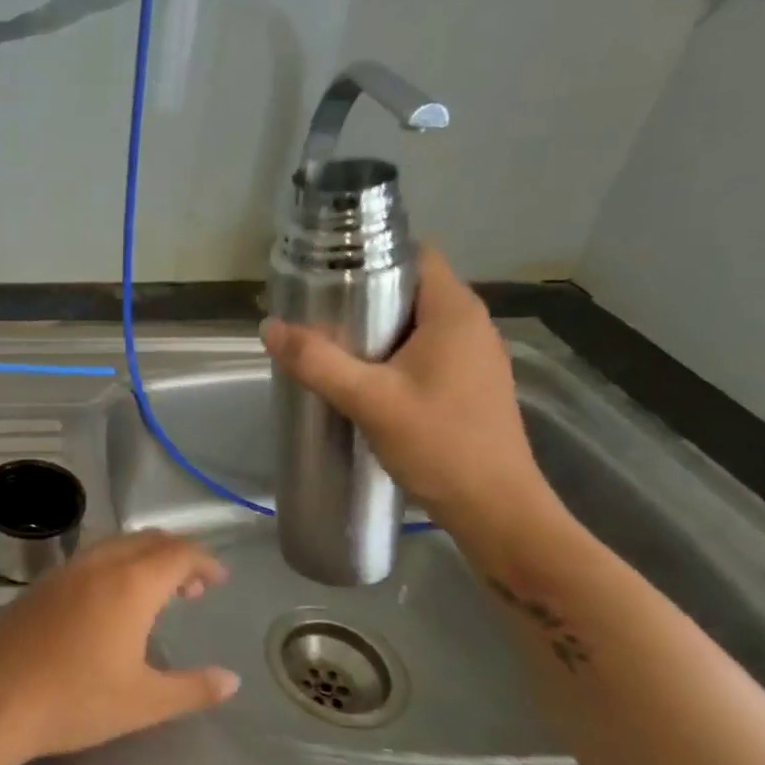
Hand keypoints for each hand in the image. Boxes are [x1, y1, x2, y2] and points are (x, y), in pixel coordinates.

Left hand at [0, 531, 237, 764]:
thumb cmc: (74, 700)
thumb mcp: (143, 702)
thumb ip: (192, 688)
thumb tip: (231, 680)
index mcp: (131, 583)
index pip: (178, 553)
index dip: (204, 560)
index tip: (220, 577)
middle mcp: (98, 564)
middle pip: (147, 540)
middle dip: (176, 555)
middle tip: (193, 587)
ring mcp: (64, 571)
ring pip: (114, 545)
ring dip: (143, 558)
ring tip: (155, 593)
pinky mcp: (39, 586)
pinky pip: (89, 559)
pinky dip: (114, 566)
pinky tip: (108, 604)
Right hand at [260, 247, 555, 540]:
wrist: (496, 510)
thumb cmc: (440, 445)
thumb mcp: (370, 401)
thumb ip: (318, 362)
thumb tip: (269, 328)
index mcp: (455, 312)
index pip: (415, 254)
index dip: (371, 254)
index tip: (327, 270)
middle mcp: (470, 325)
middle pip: (411, 289)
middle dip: (363, 294)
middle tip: (315, 311)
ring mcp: (473, 357)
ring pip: (415, 324)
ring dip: (375, 329)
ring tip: (329, 343)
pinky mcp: (469, 385)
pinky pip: (424, 352)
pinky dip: (391, 355)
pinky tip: (361, 379)